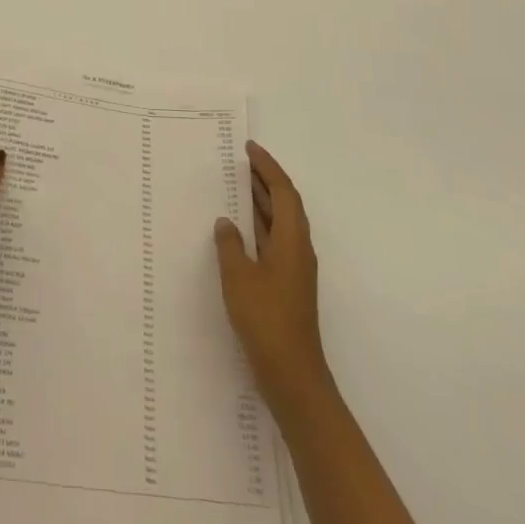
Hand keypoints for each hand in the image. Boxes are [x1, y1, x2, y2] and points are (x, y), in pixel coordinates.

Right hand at [214, 141, 331, 415]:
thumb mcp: (238, 278)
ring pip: (280, 223)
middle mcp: (298, 249)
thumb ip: (229, 245)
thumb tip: (226, 222)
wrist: (292, 375)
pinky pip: (274, 240)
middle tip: (242, 161)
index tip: (250, 148)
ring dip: (262, 201)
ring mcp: (294, 269)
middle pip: (286, 204)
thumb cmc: (266, 320)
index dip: (268, 167)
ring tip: (238, 185)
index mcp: (292, 241)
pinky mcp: (287, 285)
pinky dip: (259, 225)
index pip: (284, 192)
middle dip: (266, 180)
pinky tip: (239, 230)